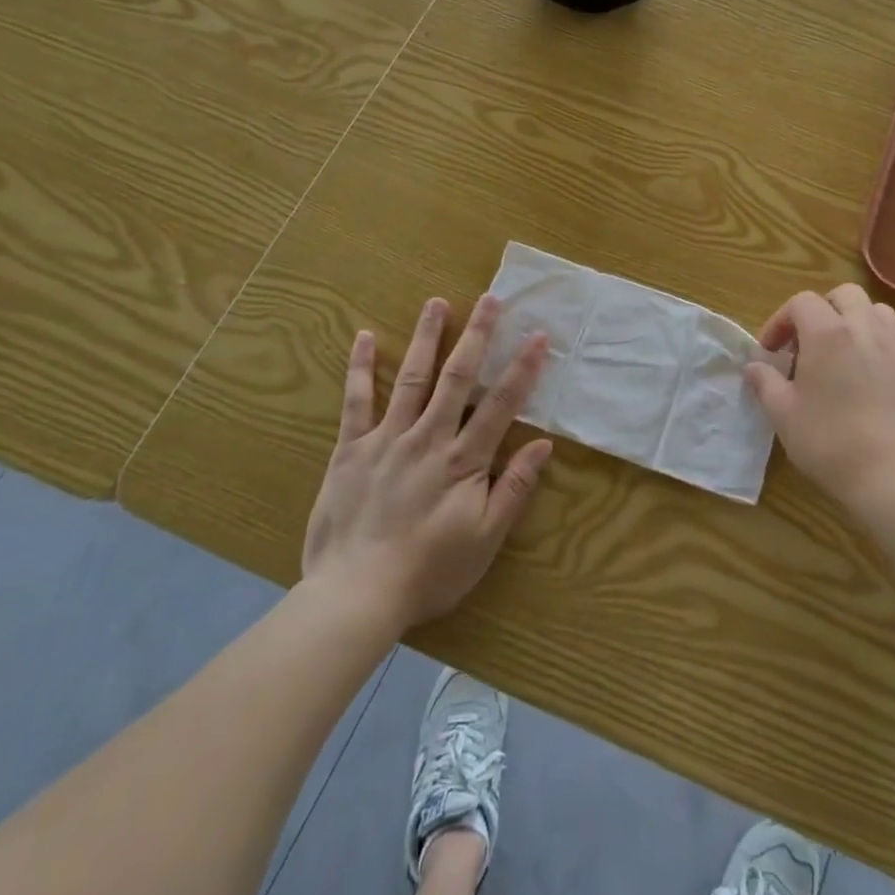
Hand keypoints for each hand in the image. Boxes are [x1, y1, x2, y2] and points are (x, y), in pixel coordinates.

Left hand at [302, 295, 552, 629]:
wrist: (355, 595)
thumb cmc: (429, 571)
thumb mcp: (485, 539)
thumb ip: (514, 488)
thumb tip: (543, 444)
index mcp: (463, 460)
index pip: (501, 404)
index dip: (522, 368)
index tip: (538, 336)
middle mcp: (428, 437)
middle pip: (457, 376)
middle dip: (477, 335)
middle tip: (489, 298)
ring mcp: (387, 438)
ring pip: (411, 376)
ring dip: (426, 337)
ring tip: (436, 302)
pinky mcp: (351, 448)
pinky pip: (356, 401)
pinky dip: (361, 367)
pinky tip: (364, 337)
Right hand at [745, 283, 894, 520]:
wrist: (890, 477)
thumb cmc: (828, 441)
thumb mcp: (783, 413)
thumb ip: (765, 382)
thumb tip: (753, 366)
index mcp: (828, 333)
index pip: (801, 302)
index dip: (780, 321)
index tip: (770, 352)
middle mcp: (863, 329)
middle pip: (842, 295)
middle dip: (819, 310)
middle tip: (804, 344)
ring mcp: (893, 348)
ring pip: (873, 309)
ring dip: (851, 319)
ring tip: (836, 351)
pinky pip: (891, 336)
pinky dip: (872, 340)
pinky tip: (860, 374)